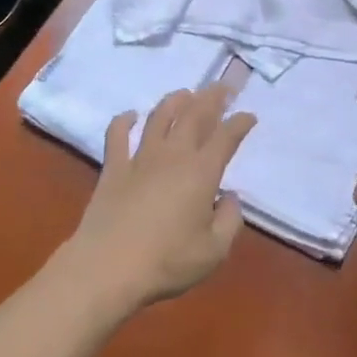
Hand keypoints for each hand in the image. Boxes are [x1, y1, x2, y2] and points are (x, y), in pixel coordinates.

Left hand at [63, 85, 256, 309]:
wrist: (108, 268)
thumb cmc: (167, 262)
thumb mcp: (214, 250)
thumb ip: (230, 220)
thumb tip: (228, 197)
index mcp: (201, 172)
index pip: (226, 137)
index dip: (240, 123)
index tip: (249, 116)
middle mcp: (173, 155)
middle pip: (194, 115)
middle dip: (211, 98)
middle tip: (221, 87)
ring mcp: (140, 158)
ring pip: (159, 117)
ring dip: (174, 101)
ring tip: (185, 93)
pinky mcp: (113, 168)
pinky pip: (117, 135)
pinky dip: (124, 120)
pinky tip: (130, 115)